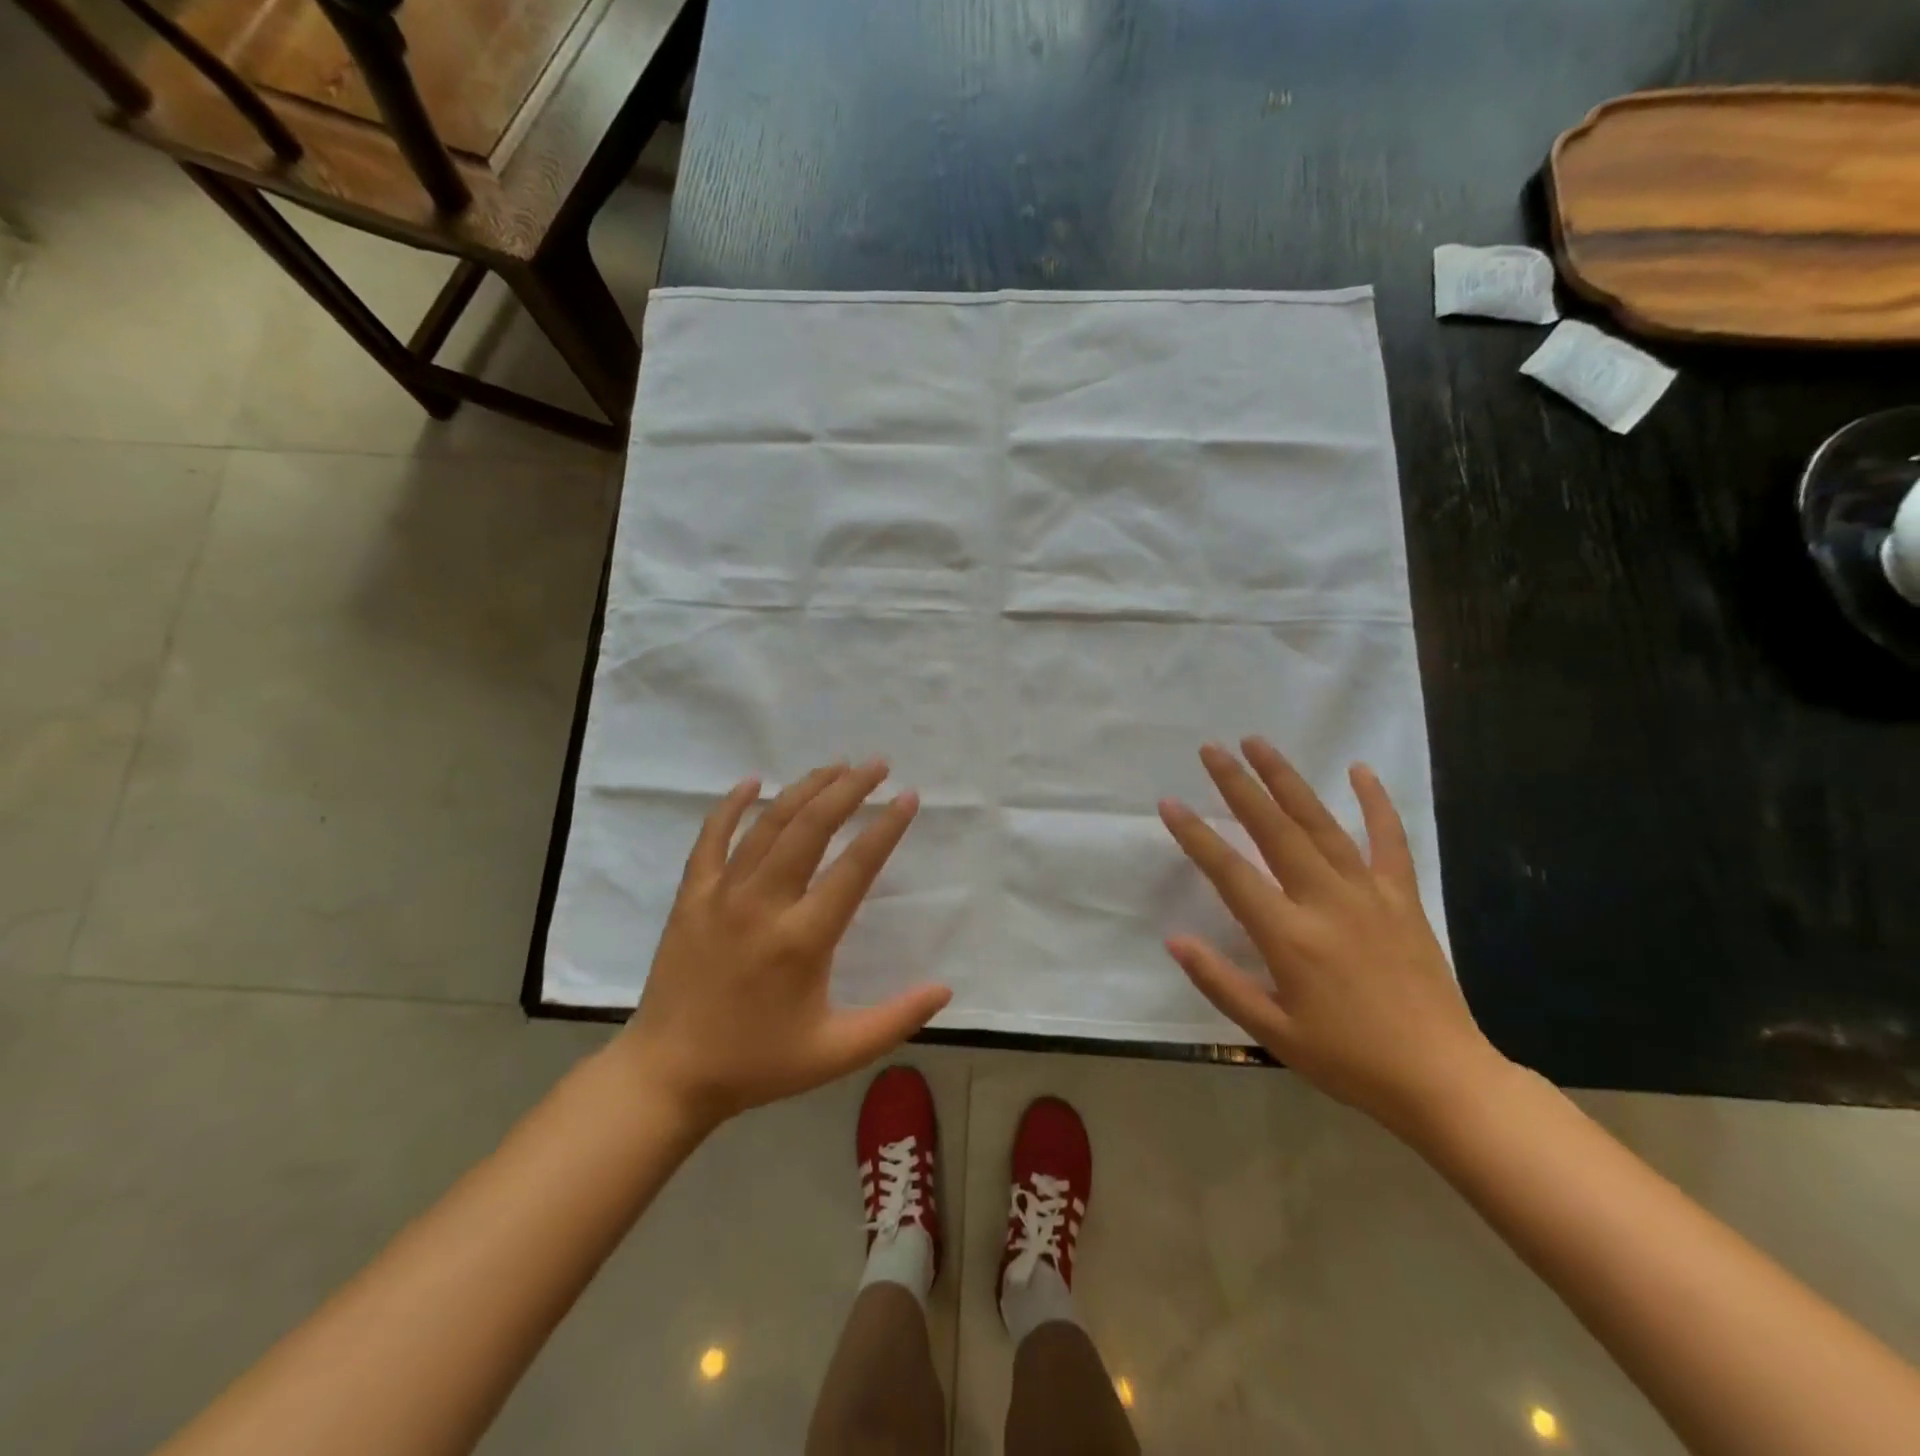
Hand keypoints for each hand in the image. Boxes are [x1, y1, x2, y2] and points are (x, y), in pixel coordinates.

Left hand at [618, 761, 951, 1127]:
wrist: (668, 1074)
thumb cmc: (758, 1064)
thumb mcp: (836, 1053)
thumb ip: (896, 1020)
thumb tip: (946, 990)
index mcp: (803, 939)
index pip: (854, 868)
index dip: (885, 829)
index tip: (907, 798)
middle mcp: (763, 904)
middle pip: (811, 828)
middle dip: (848, 790)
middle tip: (877, 765)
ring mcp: (721, 895)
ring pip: (768, 824)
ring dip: (804, 789)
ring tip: (835, 766)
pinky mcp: (691, 896)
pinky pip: (711, 839)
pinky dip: (731, 806)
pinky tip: (751, 782)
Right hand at [1159, 738, 1503, 1135]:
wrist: (1443, 1078)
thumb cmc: (1348, 1059)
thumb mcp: (1272, 1033)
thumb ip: (1220, 983)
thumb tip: (1174, 940)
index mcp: (1289, 937)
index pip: (1230, 873)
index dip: (1196, 835)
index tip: (1170, 803)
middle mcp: (1325, 902)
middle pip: (1274, 830)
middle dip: (1239, 785)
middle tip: (1212, 749)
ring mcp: (1368, 894)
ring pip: (1320, 824)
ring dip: (1287, 780)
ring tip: (1259, 744)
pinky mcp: (1402, 897)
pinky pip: (1390, 840)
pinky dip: (1376, 803)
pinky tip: (1360, 770)